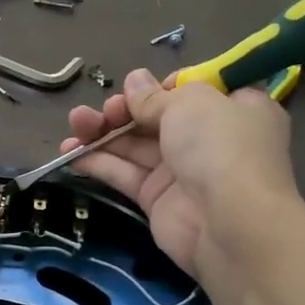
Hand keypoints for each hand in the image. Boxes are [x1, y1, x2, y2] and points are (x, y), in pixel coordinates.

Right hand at [61, 67, 296, 276]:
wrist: (228, 223)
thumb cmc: (219, 146)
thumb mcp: (189, 103)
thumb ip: (154, 96)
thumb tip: (134, 81)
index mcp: (233, 109)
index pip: (193, 91)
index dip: (162, 87)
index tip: (140, 87)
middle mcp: (209, 139)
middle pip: (157, 118)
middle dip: (124, 110)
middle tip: (105, 110)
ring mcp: (182, 171)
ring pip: (135, 145)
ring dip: (103, 132)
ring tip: (76, 124)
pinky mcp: (158, 199)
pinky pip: (125, 174)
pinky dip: (98, 162)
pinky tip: (71, 152)